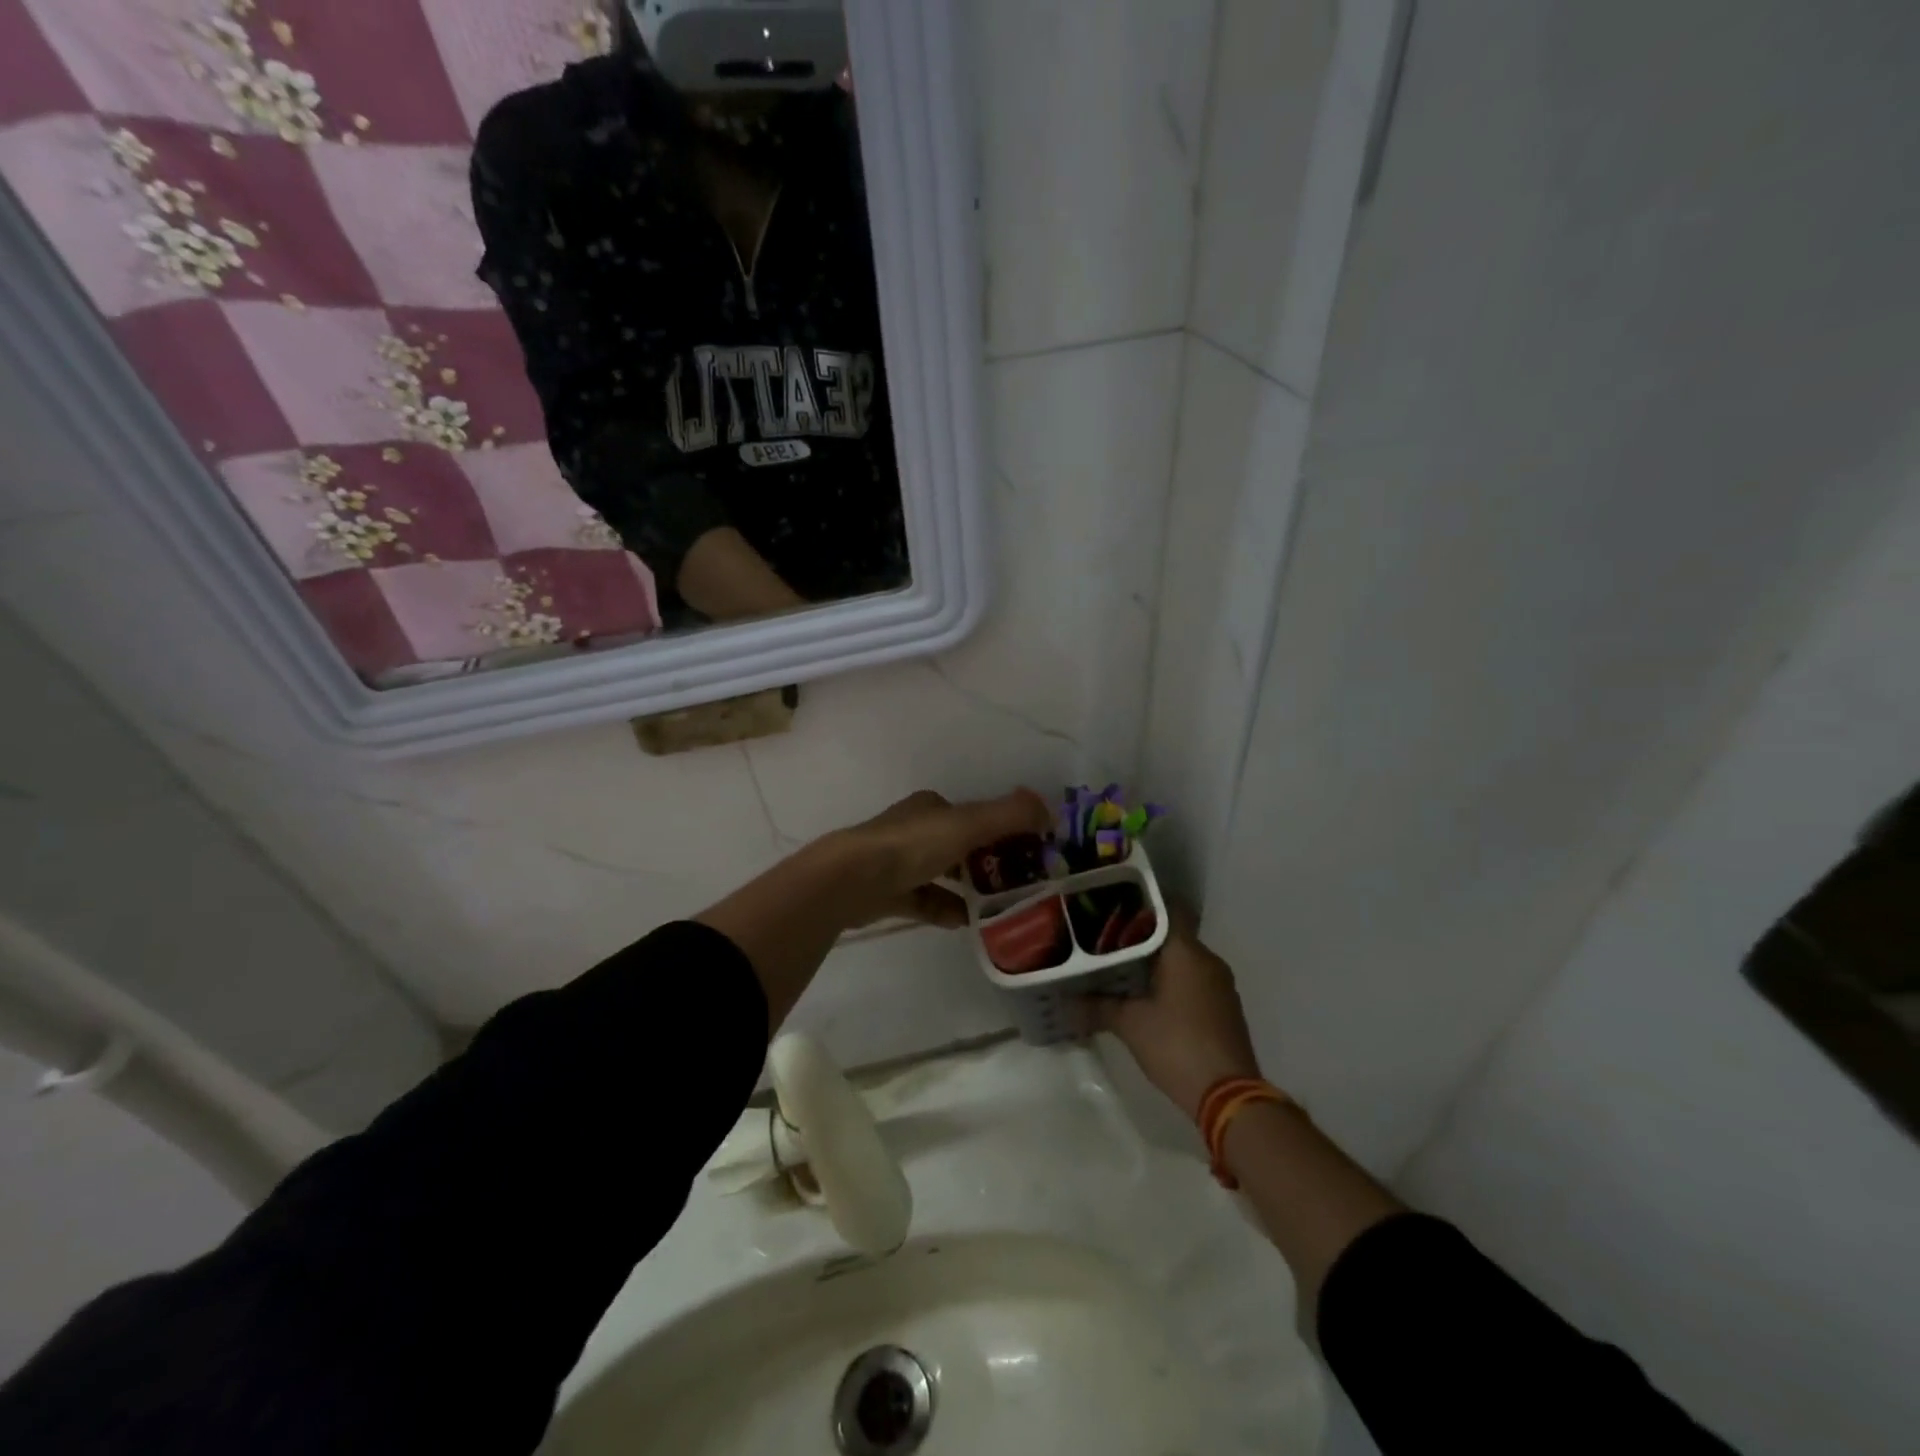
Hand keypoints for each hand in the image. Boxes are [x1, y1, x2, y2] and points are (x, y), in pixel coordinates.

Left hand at [832, 788, 1051, 927]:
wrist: (852, 880)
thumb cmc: (912, 845)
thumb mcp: (967, 824)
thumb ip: (1009, 816)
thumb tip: (1049, 810)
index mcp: (930, 808)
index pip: (972, 815)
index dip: (1001, 829)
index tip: (1027, 851)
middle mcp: (913, 830)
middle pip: (959, 845)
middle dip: (987, 862)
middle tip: (1018, 883)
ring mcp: (896, 863)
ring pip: (942, 874)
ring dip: (967, 888)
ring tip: (998, 907)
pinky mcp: (886, 894)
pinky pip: (924, 901)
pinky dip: (945, 909)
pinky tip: (965, 923)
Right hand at [1084, 907, 1264, 1119]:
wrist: (1228, 1096)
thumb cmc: (1177, 1045)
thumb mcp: (1130, 1025)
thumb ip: (1098, 1007)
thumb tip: (1066, 1002)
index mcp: (1187, 952)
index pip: (1169, 908)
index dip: (1143, 903)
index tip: (1116, 906)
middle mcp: (1208, 961)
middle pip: (1173, 935)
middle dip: (1142, 937)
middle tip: (1108, 941)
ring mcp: (1221, 986)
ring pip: (1184, 960)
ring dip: (1158, 963)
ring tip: (1122, 969)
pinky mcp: (1225, 1009)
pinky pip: (1194, 982)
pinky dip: (1173, 983)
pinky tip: (1148, 998)